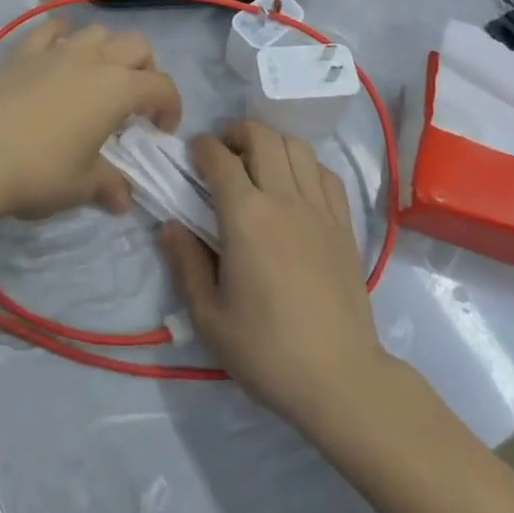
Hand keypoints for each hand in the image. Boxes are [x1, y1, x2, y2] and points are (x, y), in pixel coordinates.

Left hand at [0, 19, 181, 221]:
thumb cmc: (40, 172)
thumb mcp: (82, 186)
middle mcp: (94, 60)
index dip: (171, 107)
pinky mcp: (24, 52)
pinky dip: (63, 37)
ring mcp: (57, 51)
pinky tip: (59, 53)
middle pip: (137, 45)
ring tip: (99, 78)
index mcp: (118, 89)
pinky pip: (51, 30)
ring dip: (108, 50)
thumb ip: (109, 186)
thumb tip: (124, 199)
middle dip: (145, 69)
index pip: (162, 86)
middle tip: (134, 101)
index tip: (160, 132)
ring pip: (98, 32)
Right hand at [159, 123, 389, 436]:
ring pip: (297, 147)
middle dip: (237, 133)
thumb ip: (185, 263)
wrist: (339, 379)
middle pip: (263, 136)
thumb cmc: (266, 350)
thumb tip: (169, 226)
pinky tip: (297, 186)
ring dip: (273, 143)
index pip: (220, 158)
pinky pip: (326, 174)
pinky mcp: (344, 225)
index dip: (202, 147)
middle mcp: (283, 199)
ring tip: (259, 164)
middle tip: (224, 153)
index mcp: (246, 216)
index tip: (193, 153)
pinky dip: (307, 166)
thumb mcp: (209, 317)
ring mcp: (319, 209)